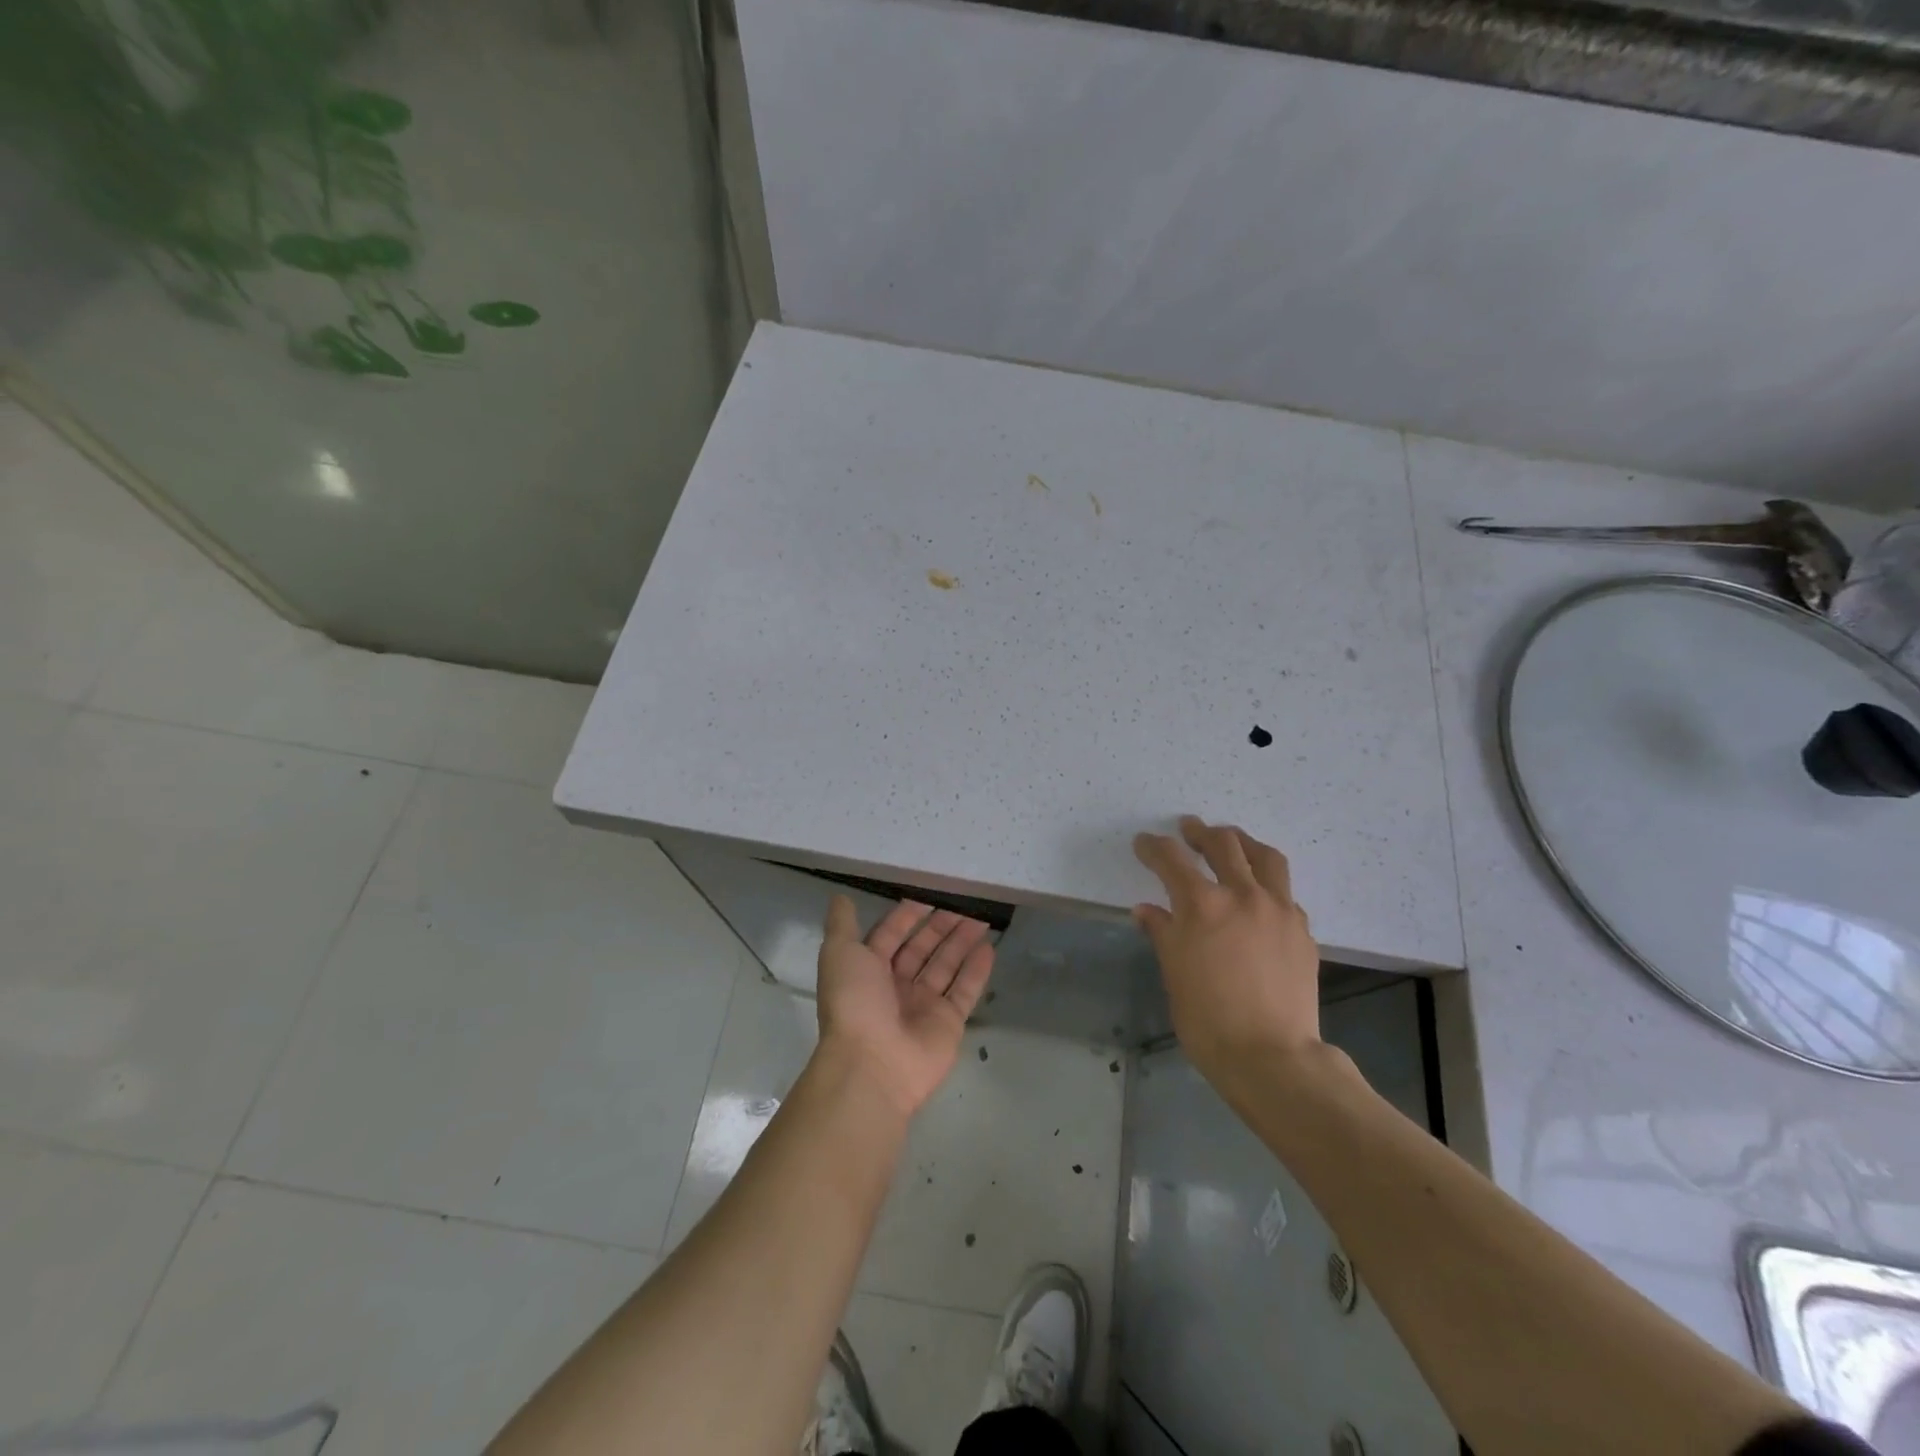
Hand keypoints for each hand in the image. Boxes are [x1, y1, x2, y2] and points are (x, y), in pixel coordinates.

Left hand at [815, 896, 995, 1117]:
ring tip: (981, 919)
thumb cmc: (854, 1002)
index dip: (907, 916)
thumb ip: (842, 924)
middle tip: (963, 905)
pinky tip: (989, 948)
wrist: (872, 1065)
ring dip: (961, 943)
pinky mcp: (948, 1023)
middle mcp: (896, 986)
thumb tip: (840, 896)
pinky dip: (977, 970)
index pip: (890, 935)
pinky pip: (965, 990)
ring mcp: (924, 1005)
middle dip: (939, 927)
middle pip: (921, 949)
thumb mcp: (840, 954)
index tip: (928, 896)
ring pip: (946, 966)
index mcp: (868, 970)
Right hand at [1133, 817, 1321, 1085]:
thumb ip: (1162, 933)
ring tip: (1231, 841)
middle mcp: (1242, 895)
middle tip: (1188, 830)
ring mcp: (1278, 909)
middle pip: (1222, 843)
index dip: (1152, 846)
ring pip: (1264, 856)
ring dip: (1242, 842)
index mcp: (1202, 905)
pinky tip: (1259, 894)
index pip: (1170, 858)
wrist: (1272, 1056)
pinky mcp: (1301, 929)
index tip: (1143, 844)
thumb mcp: (1173, 973)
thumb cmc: (1208, 1019)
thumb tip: (1147, 910)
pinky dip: (1266, 882)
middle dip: (1199, 832)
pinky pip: (1284, 891)